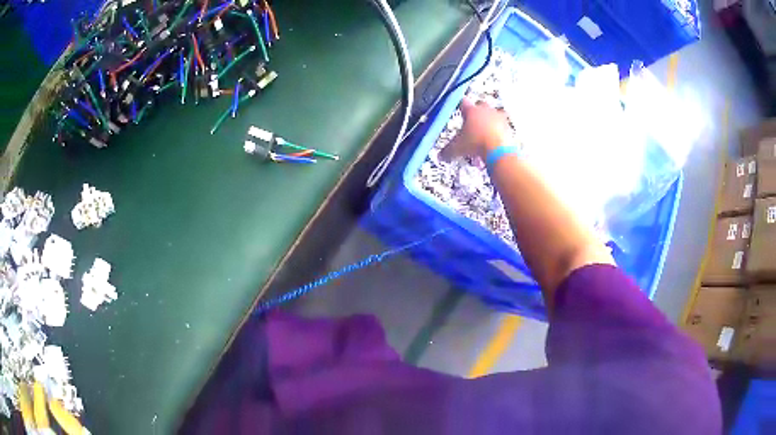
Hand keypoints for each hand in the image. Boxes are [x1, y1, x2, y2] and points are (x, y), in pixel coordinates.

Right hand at [440, 97, 509, 160]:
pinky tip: (494, 142)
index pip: (463, 103)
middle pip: (481, 106)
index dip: (461, 107)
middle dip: (477, 113)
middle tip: (473, 123)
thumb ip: (447, 150)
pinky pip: (503, 127)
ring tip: (484, 134)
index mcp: (471, 110)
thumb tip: (441, 155)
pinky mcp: (508, 127)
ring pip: (494, 115)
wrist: (499, 150)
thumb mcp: (457, 148)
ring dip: (489, 122)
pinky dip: (498, 132)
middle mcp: (486, 111)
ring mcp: (499, 118)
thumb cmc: (478, 143)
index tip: (460, 110)